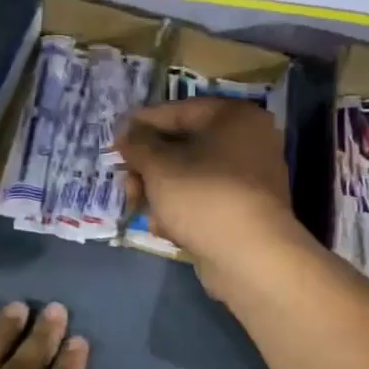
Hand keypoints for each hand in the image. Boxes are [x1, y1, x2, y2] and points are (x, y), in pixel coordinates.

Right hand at [118, 97, 303, 280]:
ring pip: (192, 176)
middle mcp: (249, 141)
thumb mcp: (159, 165)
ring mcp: (251, 179)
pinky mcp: (246, 211)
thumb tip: (126, 134)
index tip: (116, 138)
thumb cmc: (203, 196)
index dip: (143, 123)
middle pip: (185, 146)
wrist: (251, 257)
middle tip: (126, 182)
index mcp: (235, 117)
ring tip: (139, 208)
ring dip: (161, 192)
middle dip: (149, 167)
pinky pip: (206, 200)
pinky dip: (183, 210)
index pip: (179, 111)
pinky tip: (164, 228)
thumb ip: (138, 144)